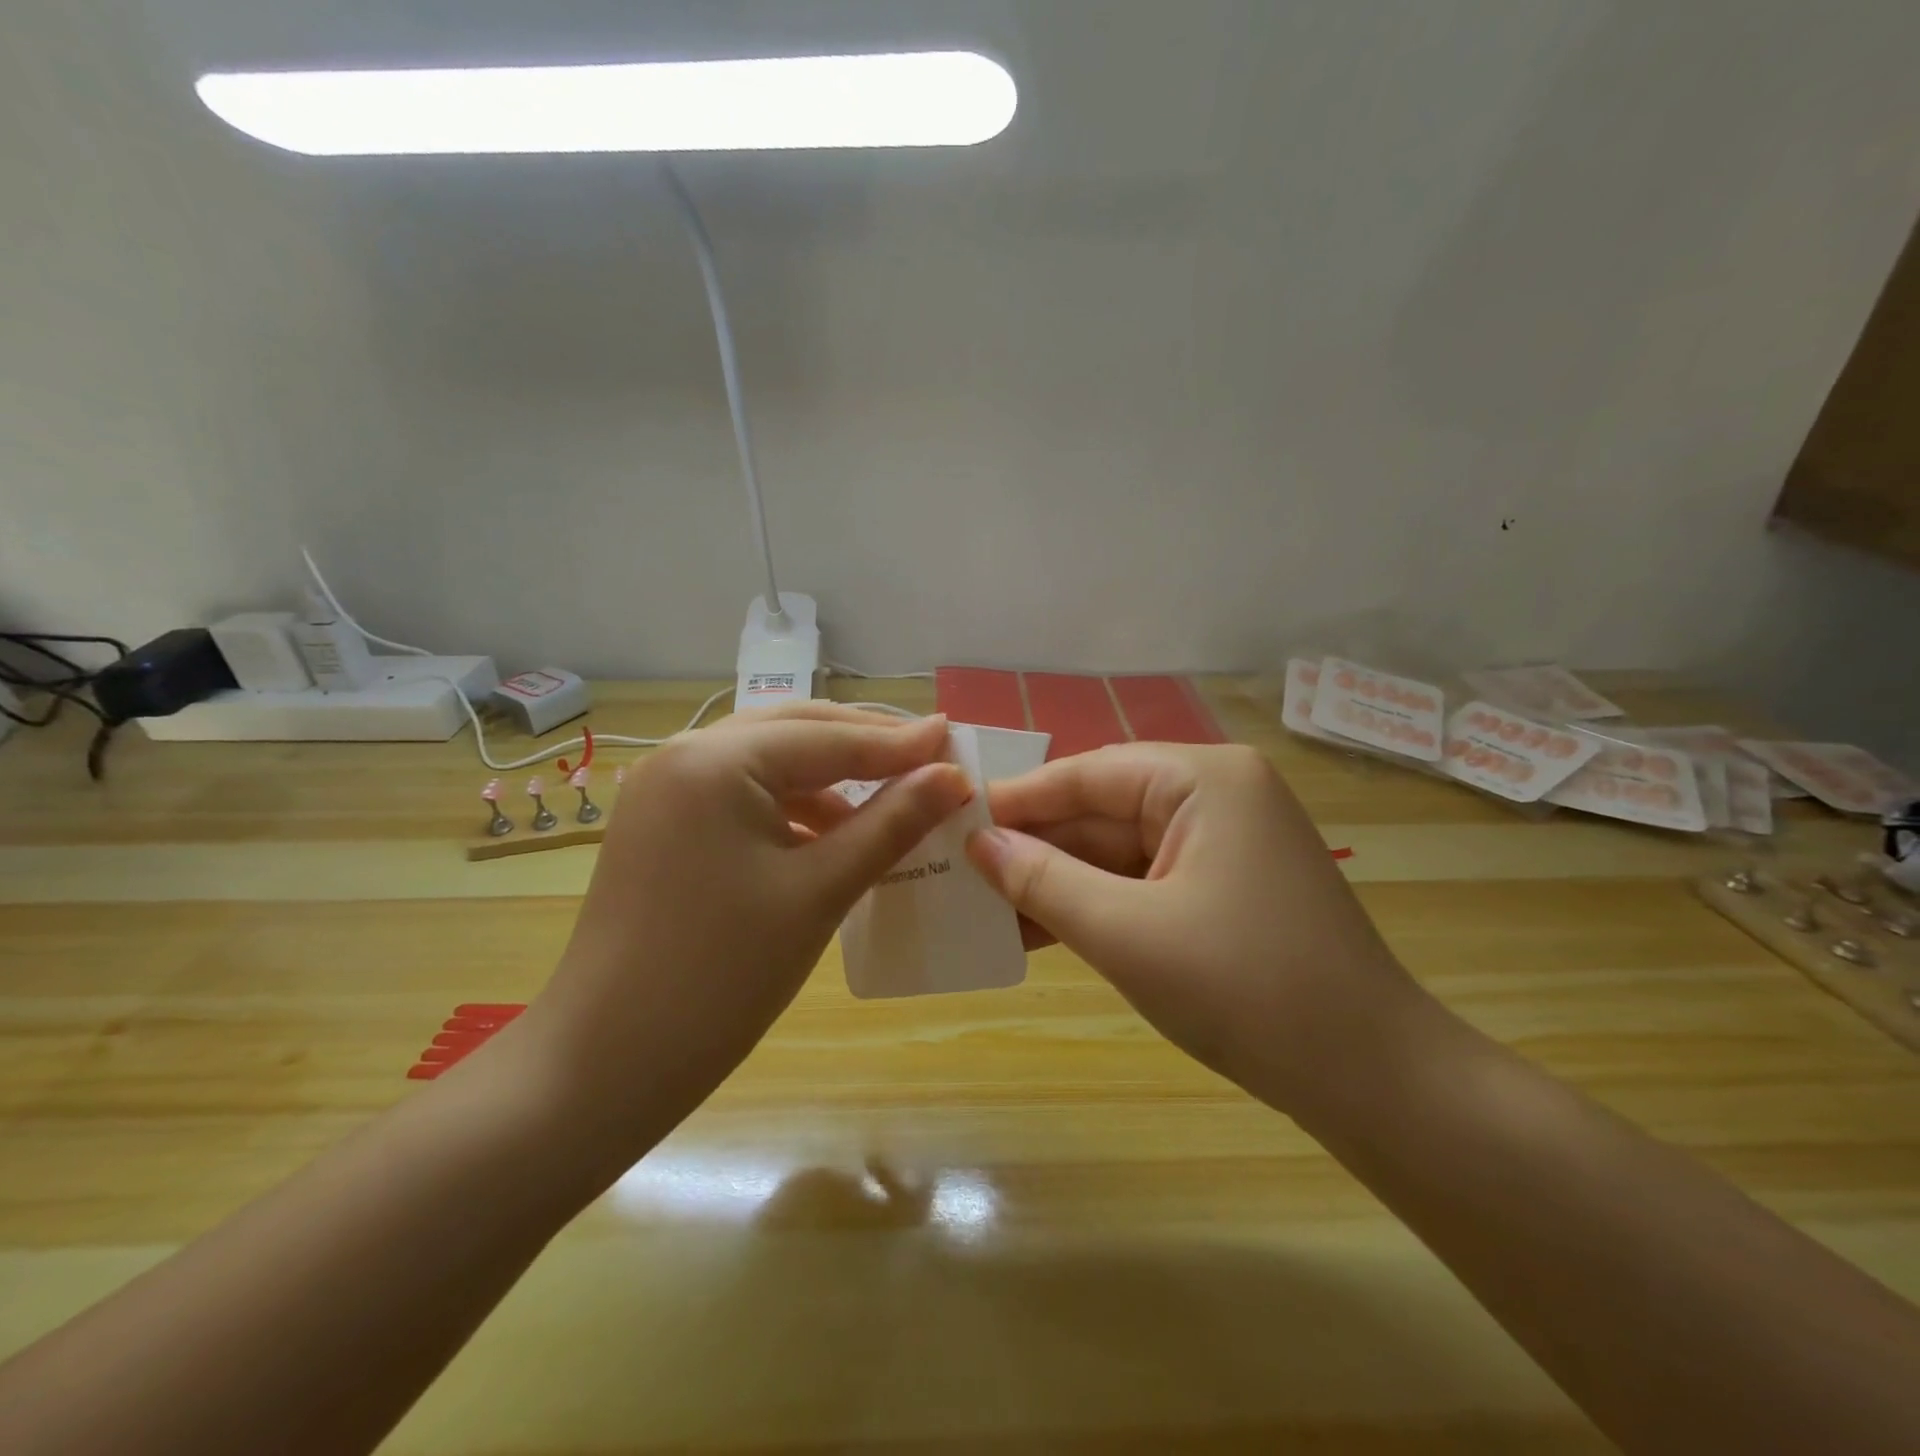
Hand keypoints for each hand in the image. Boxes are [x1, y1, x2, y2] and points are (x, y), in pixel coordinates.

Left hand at [517, 704, 971, 1156]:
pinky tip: (831, 832)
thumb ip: (891, 823)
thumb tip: (954, 776)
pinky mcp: (663, 823)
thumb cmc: (722, 975)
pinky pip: (743, 794)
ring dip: (830, 776)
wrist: (606, 1062)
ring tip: (891, 798)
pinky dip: (793, 804)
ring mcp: (666, 788)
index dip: (899, 743)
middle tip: (929, 760)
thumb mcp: (820, 891)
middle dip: (864, 745)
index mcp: (717, 760)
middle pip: (795, 732)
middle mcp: (684, 754)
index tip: (956, 737)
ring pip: (769, 761)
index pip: (829, 737)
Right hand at [965, 743, 1418, 1106]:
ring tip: (983, 906)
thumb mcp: (1127, 932)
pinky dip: (1095, 906)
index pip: (1088, 773)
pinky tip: (1038, 929)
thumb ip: (1044, 880)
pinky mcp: (1224, 889)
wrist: (1372, 1081)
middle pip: (1102, 811)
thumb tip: (977, 844)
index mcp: (1203, 779)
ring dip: (1058, 882)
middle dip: (1034, 847)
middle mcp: (1216, 796)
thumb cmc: (1246, 989)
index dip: (1017, 799)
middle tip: (958, 870)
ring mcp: (1223, 844)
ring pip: (1117, 852)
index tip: (951, 818)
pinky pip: (1142, 883)